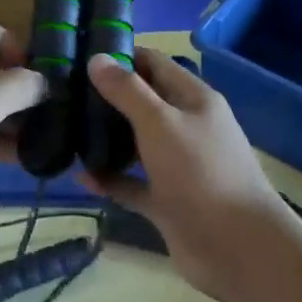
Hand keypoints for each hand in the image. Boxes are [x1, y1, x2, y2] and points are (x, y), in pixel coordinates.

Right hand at [80, 47, 286, 301]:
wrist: (238, 248)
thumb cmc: (201, 172)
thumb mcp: (161, 122)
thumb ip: (128, 91)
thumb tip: (97, 58)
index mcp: (193, 99)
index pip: (154, 64)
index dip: (121, 55)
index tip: (80, 53)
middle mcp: (186, 127)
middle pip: (143, 102)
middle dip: (107, 97)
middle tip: (64, 92)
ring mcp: (177, 166)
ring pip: (136, 143)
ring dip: (107, 138)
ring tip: (65, 128)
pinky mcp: (168, 201)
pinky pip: (133, 184)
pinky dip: (110, 179)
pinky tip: (80, 175)